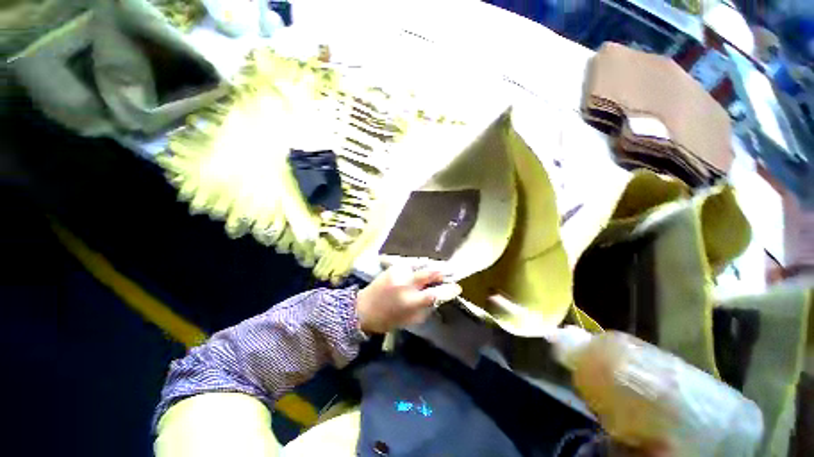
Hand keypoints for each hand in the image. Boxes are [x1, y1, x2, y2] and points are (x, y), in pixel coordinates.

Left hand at [355, 265, 462, 333]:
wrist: (363, 308)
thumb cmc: (388, 319)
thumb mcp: (410, 319)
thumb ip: (426, 307)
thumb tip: (439, 296)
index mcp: (410, 302)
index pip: (435, 293)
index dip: (449, 290)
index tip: (457, 287)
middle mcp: (406, 284)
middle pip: (430, 273)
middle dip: (442, 272)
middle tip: (448, 273)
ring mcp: (399, 273)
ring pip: (421, 266)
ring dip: (428, 269)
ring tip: (434, 271)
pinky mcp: (393, 267)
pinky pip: (410, 265)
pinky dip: (417, 268)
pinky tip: (417, 271)